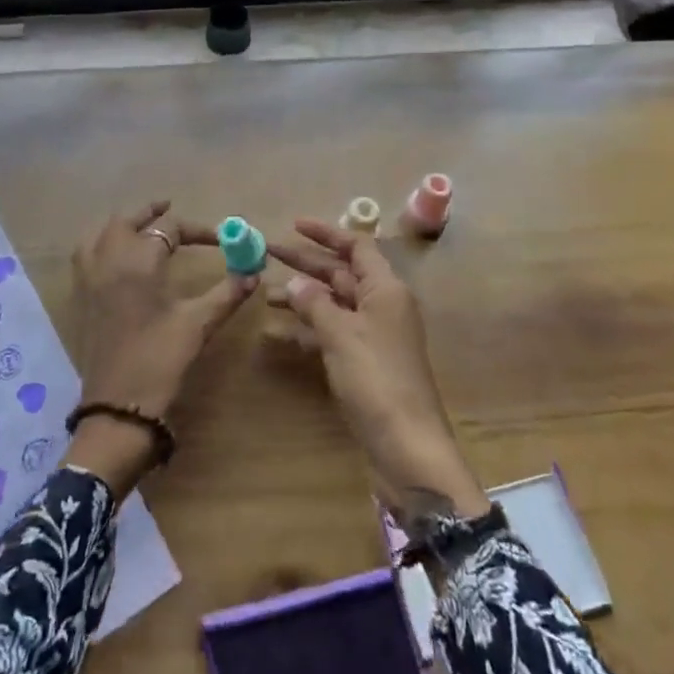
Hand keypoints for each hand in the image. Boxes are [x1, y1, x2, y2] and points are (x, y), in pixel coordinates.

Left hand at [66, 201, 258, 497]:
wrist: (118, 407)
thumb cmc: (160, 361)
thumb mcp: (198, 325)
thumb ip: (227, 294)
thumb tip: (254, 273)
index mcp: (137, 262)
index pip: (169, 228)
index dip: (198, 229)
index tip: (222, 240)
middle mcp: (108, 262)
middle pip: (126, 221)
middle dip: (150, 213)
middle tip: (170, 210)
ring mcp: (89, 280)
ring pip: (99, 233)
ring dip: (121, 224)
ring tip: (140, 225)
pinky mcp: (81, 299)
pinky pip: (84, 255)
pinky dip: (100, 243)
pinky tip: (115, 257)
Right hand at [268, 219, 488, 517]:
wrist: (407, 448)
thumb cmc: (377, 380)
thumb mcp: (341, 335)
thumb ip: (315, 303)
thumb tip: (295, 282)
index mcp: (386, 290)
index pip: (356, 246)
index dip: (326, 233)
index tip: (293, 225)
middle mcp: (382, 307)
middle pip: (341, 273)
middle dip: (305, 263)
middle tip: (266, 253)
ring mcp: (373, 337)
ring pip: (333, 304)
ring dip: (302, 297)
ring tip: (265, 294)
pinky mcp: (364, 365)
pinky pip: (331, 335)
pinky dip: (306, 331)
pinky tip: (277, 335)